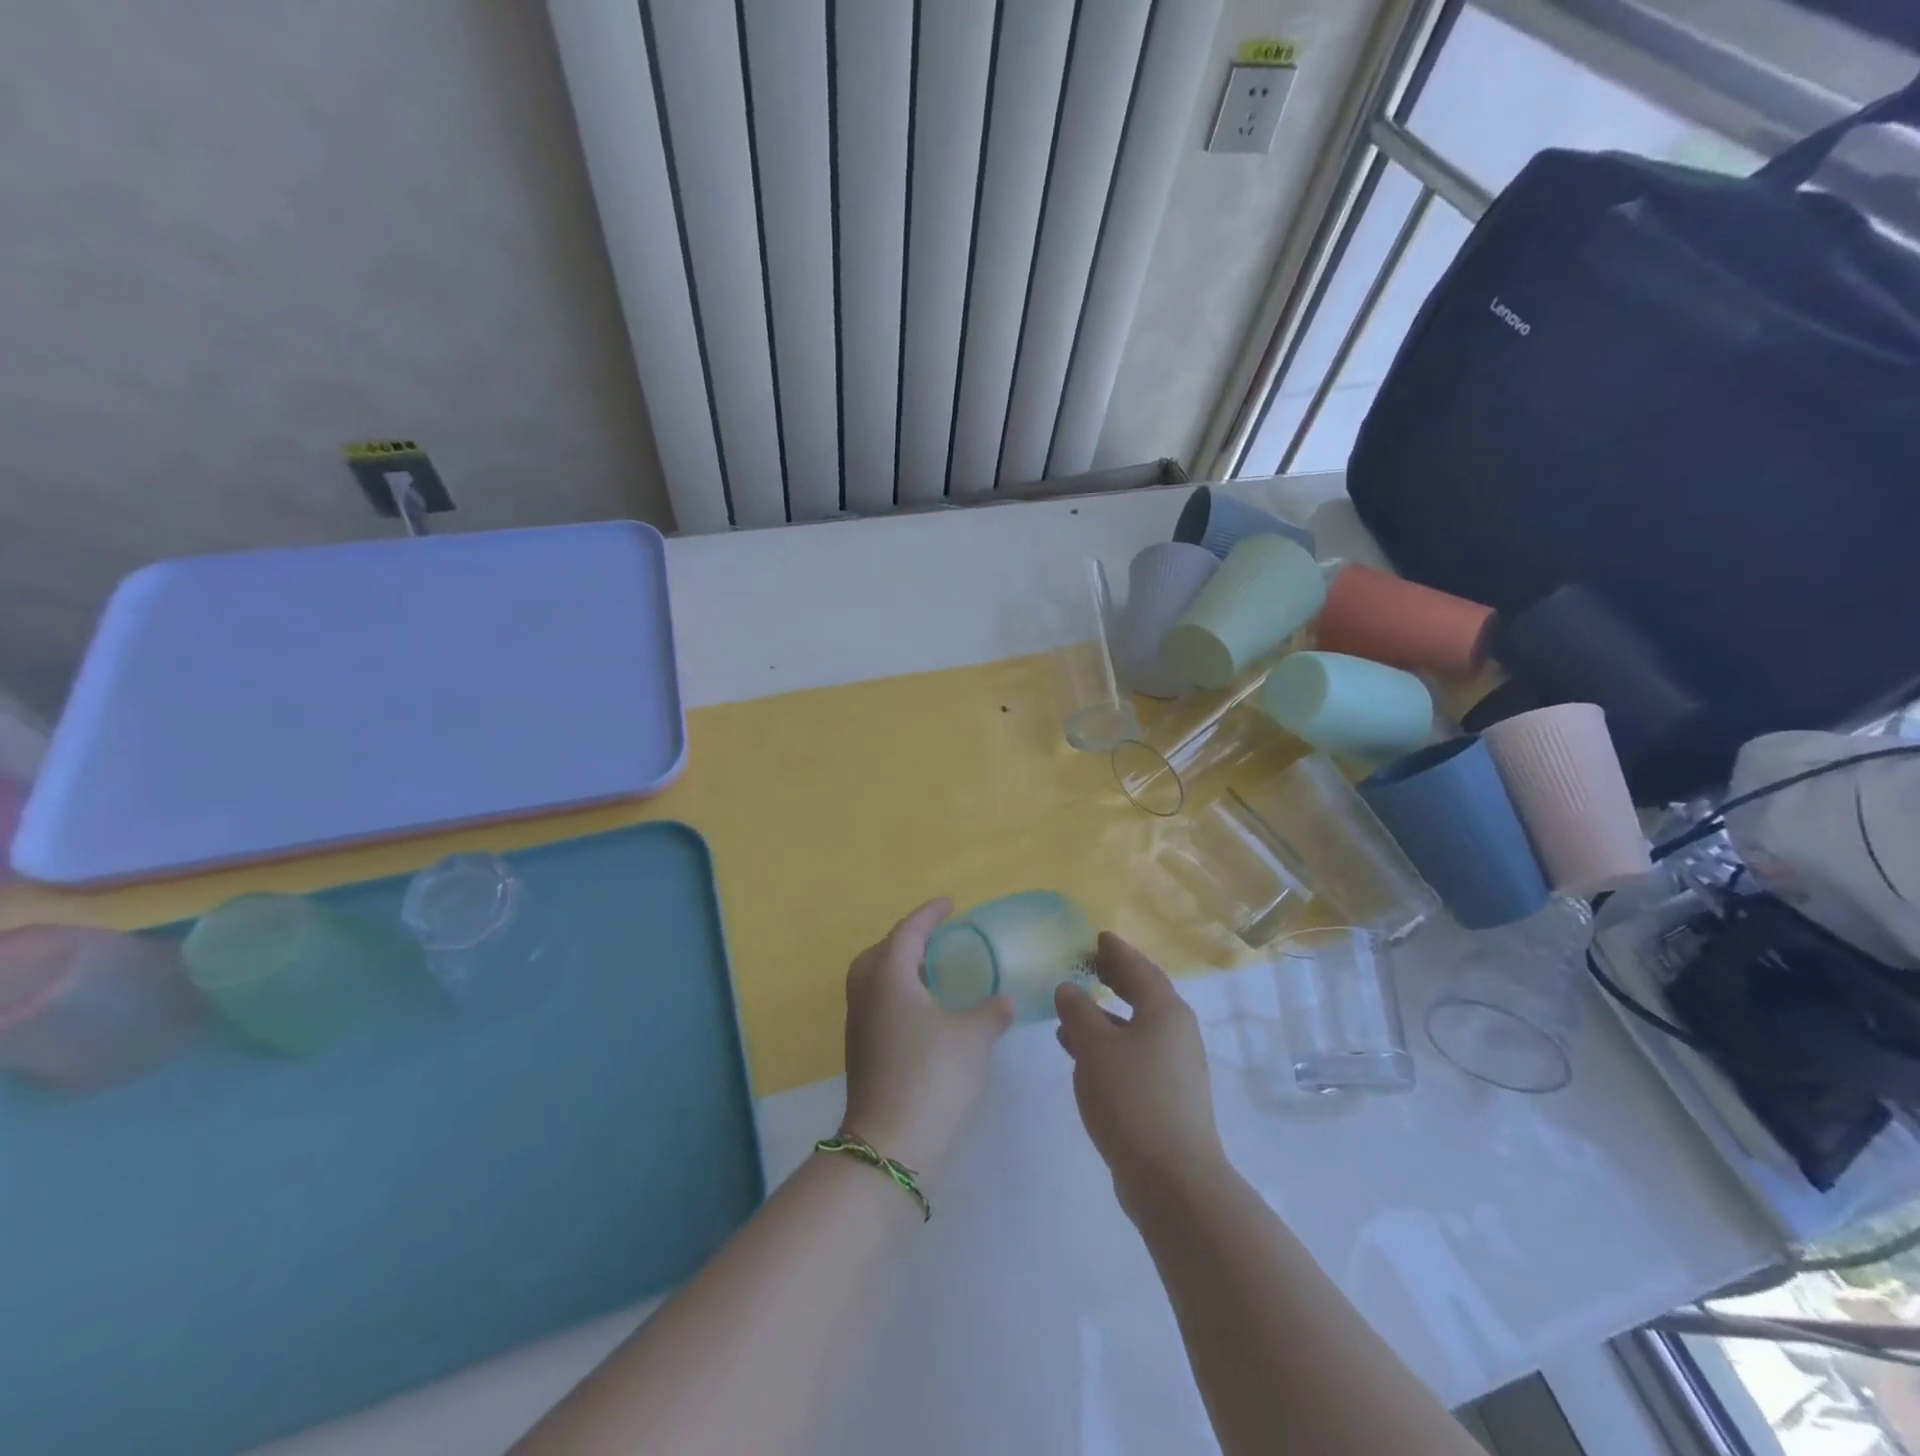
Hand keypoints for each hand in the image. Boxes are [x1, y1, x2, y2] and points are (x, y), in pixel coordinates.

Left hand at [841, 898, 1012, 1176]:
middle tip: (936, 942)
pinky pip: (879, 1007)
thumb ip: (991, 1011)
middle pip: (880, 953)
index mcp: (889, 978)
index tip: (949, 904)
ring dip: (902, 972)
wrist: (892, 1148)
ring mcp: (859, 1027)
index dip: (929, 915)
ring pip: (876, 982)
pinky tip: (928, 1016)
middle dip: (906, 942)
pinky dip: (900, 999)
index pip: (908, 932)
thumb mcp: (973, 1037)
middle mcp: (867, 995)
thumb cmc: (934, 1076)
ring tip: (935, 976)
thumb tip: (1003, 1001)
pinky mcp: (862, 1054)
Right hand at [1055, 933, 1227, 1213]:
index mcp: (1165, 1011)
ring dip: (1106, 1016)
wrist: (1173, 1179)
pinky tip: (1083, 1056)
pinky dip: (1110, 1044)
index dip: (1117, 951)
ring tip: (1072, 1012)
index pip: (1139, 968)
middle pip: (1144, 995)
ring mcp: (1176, 1067)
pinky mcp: (1169, 1096)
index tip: (1099, 937)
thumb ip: (1078, 1012)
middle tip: (1089, 966)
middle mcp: (1177, 1032)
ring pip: (1137, 1027)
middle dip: (1115, 980)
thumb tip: (1069, 988)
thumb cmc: (1132, 1099)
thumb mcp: (1094, 1048)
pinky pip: (1136, 1054)